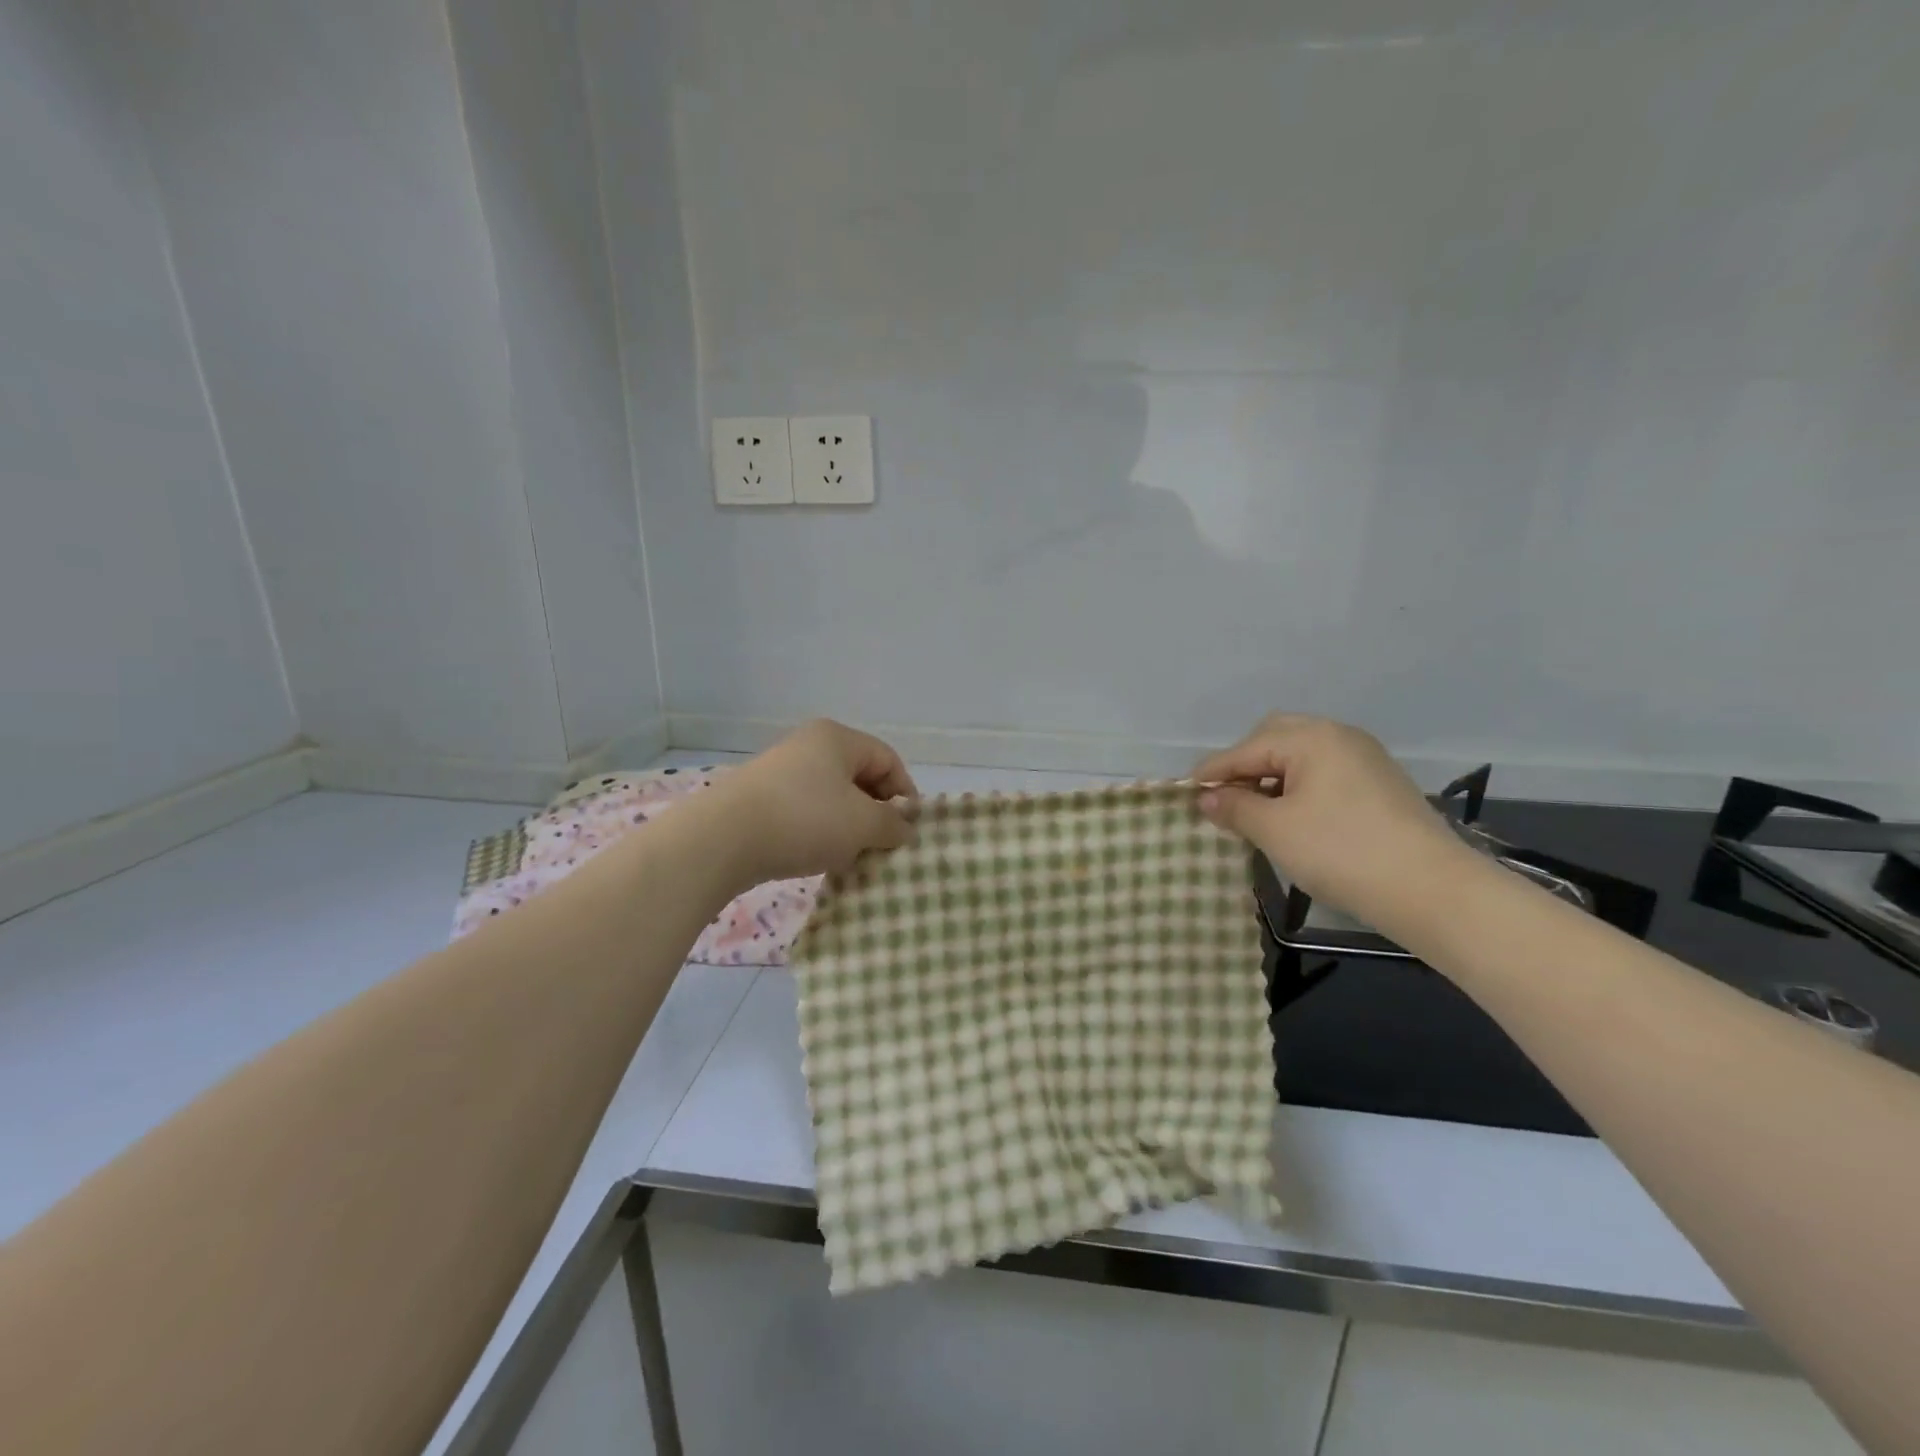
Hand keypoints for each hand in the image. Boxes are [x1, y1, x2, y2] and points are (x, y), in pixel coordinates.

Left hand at [709, 719, 918, 884]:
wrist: (722, 839)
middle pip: (860, 777)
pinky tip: (819, 856)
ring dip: (848, 827)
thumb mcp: (862, 824)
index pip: (888, 759)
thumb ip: (892, 825)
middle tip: (882, 845)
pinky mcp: (760, 798)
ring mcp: (781, 771)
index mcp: (837, 738)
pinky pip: (806, 811)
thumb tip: (905, 829)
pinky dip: (820, 832)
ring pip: (832, 797)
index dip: (905, 793)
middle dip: (876, 813)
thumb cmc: (805, 819)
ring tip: (851, 856)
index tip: (907, 830)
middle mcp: (809, 745)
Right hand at [1194, 714, 1473, 926]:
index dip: (1212, 774)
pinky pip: (1323, 773)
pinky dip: (1297, 787)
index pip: (1245, 749)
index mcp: (1311, 738)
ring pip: (1300, 756)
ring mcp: (1364, 759)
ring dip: (1270, 777)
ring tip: (1253, 812)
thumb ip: (1234, 808)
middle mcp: (1338, 736)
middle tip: (1224, 799)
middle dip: (1243, 765)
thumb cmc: (1341, 852)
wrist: (1432, 890)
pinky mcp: (1379, 785)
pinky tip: (1291, 817)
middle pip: (1274, 738)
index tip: (1186, 796)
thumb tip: (1205, 798)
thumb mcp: (1275, 830)